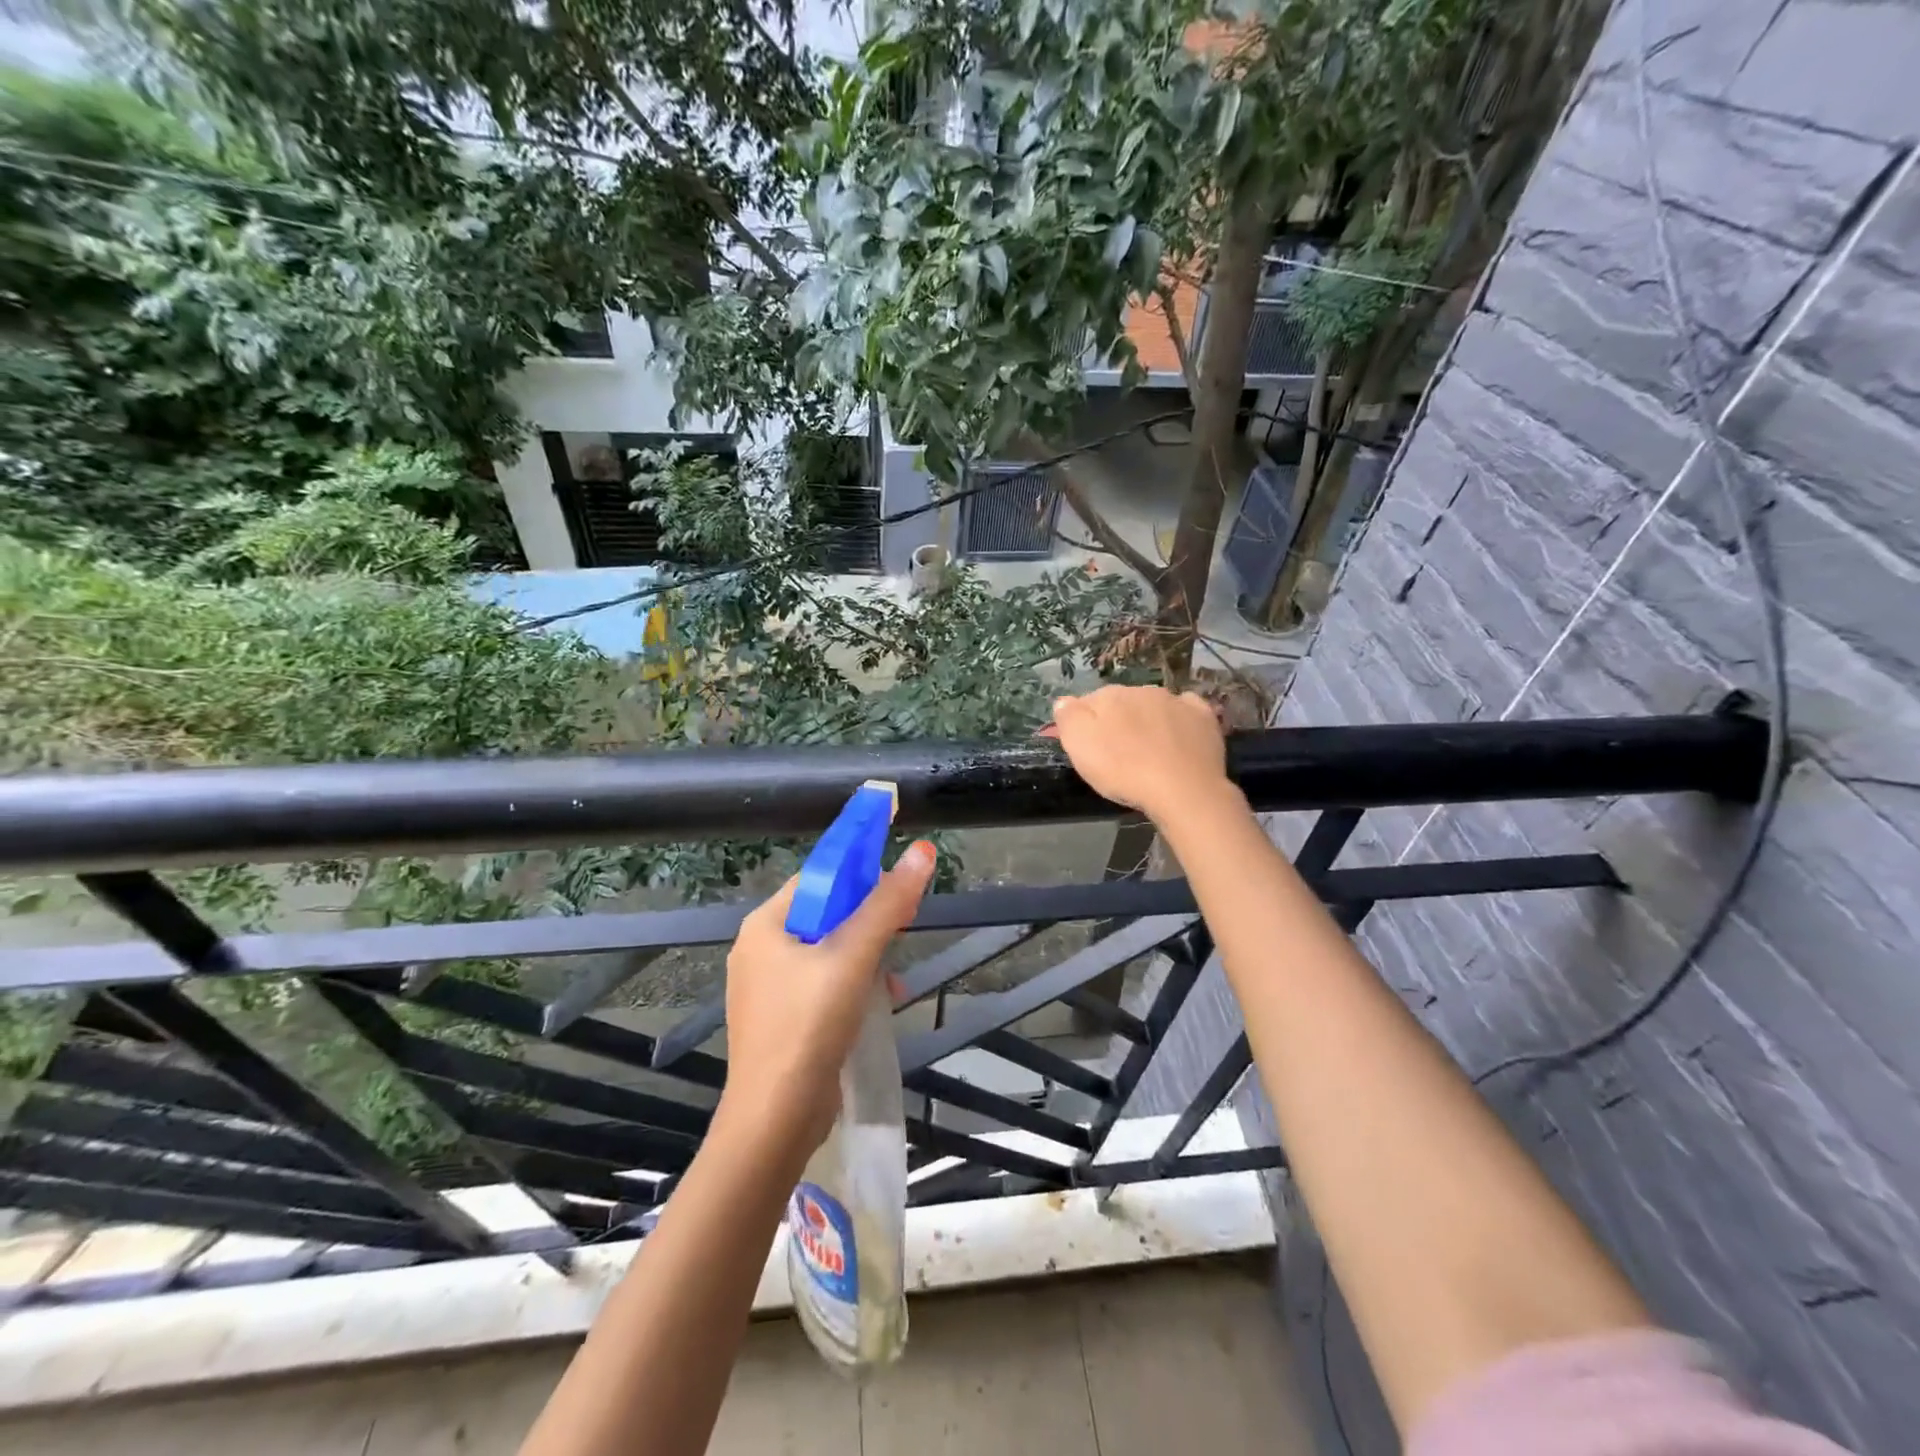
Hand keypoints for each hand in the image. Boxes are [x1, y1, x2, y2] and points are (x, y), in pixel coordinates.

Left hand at [718, 840, 936, 1154]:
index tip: (897, 880)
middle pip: (825, 915)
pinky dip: (853, 987)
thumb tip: (922, 851)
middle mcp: (761, 951)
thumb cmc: (809, 1024)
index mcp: (765, 925)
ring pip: (828, 953)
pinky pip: (824, 986)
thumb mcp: (853, 956)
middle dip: (868, 920)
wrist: (775, 1120)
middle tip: (903, 926)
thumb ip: (888, 903)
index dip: (859, 872)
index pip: (817, 878)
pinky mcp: (783, 1021)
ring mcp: (769, 990)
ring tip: (894, 975)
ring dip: (866, 957)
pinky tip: (882, 1004)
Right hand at [1048, 685, 1232, 827]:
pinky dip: (1179, 719)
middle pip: (1122, 702)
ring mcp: (1176, 701)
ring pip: (1153, 705)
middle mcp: (1142, 690)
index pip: (1088, 702)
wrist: (1182, 789)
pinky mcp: (1203, 716)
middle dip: (1118, 720)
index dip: (1086, 723)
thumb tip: (1065, 701)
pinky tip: (1179, 736)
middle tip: (1117, 752)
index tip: (1088, 747)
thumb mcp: (1079, 746)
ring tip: (1148, 750)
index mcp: (1109, 696)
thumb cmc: (1123, 770)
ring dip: (1147, 720)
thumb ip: (1068, 717)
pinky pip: (1186, 709)